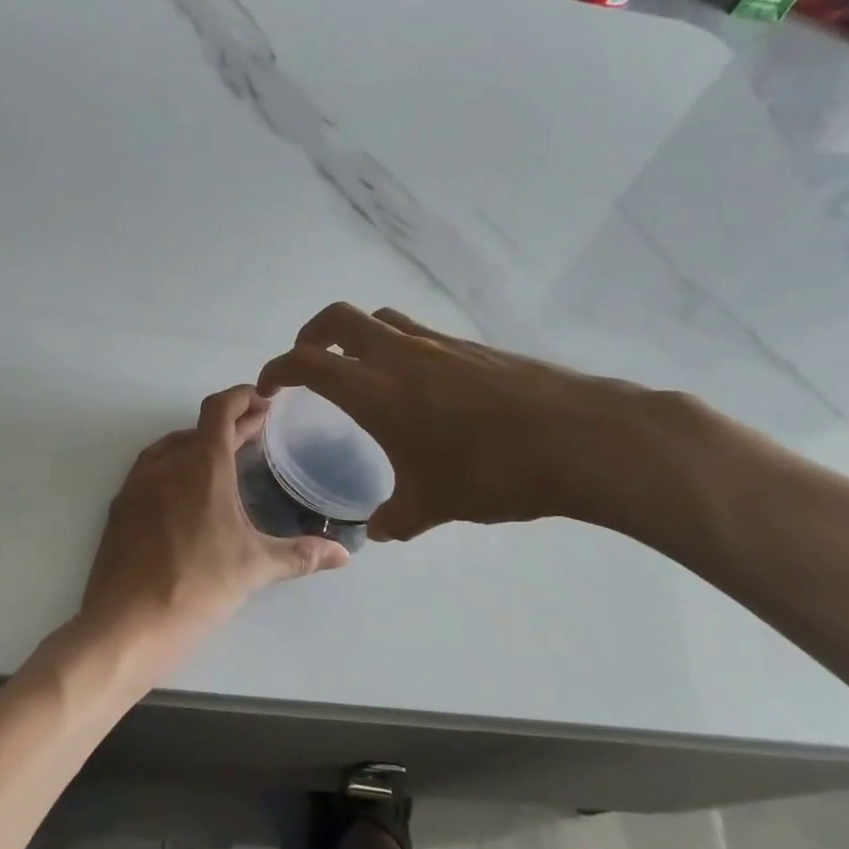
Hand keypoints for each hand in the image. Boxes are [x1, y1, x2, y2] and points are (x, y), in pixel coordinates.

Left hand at [79, 386, 348, 650]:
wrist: (125, 624)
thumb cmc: (197, 586)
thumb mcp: (255, 569)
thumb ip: (301, 555)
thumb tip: (343, 555)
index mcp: (201, 466)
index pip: (220, 410)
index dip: (241, 397)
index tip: (262, 399)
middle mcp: (165, 464)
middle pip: (200, 428)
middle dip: (230, 424)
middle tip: (256, 430)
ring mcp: (137, 485)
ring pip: (171, 447)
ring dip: (199, 443)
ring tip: (223, 456)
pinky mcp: (120, 509)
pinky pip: (150, 470)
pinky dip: (174, 466)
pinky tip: (185, 491)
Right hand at [257, 303, 651, 540]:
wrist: (580, 439)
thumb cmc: (492, 473)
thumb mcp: (434, 505)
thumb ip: (396, 518)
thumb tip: (378, 530)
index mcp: (376, 390)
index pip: (308, 362)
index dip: (278, 368)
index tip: (268, 385)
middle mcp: (402, 355)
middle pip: (339, 318)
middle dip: (312, 334)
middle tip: (308, 362)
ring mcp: (441, 345)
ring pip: (382, 320)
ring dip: (358, 337)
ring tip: (361, 371)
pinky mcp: (475, 348)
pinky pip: (420, 335)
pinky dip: (400, 348)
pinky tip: (420, 389)